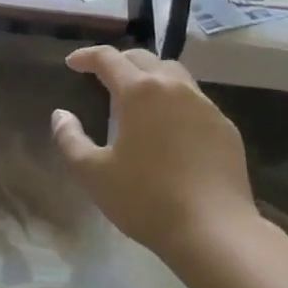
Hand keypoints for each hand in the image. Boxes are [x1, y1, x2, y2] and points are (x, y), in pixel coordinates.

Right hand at [50, 46, 255, 255]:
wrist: (215, 232)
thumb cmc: (146, 199)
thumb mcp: (93, 174)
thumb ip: (70, 139)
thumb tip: (61, 115)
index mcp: (139, 91)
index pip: (108, 58)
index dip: (87, 56)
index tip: (72, 63)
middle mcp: (173, 87)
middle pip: (143, 58)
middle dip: (119, 61)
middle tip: (102, 76)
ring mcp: (205, 105)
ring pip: (173, 74)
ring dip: (150, 75)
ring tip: (138, 95)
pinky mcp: (225, 127)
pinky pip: (195, 100)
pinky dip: (175, 100)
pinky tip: (171, 126)